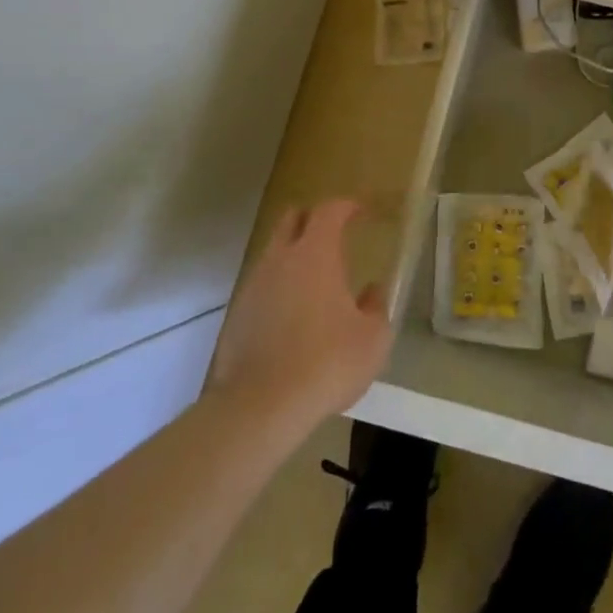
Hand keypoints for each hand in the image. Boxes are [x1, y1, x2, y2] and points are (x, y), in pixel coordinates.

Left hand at [209, 199, 391, 440]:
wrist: (261, 406)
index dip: (347, 206)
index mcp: (316, 253)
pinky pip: (261, 287)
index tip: (361, 211)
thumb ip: (376, 307)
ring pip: (273, 253)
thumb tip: (372, 291)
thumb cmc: (327, 362)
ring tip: (313, 282)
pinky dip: (278, 289)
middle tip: (332, 235)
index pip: (330, 211)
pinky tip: (291, 317)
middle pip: (292, 219)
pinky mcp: (237, 315)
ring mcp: (254, 285)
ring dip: (292, 256)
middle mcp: (281, 258)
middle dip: (312, 219)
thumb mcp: (372, 339)